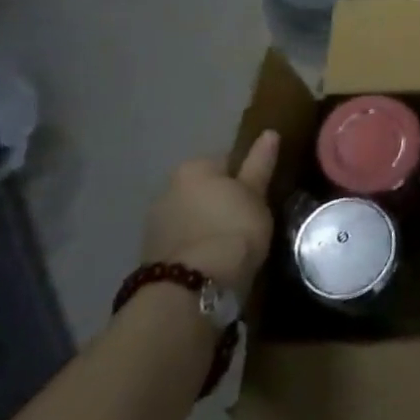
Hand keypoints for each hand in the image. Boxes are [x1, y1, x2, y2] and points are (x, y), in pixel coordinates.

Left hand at [141, 131, 278, 295]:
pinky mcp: (150, 254)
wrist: (193, 286)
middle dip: (222, 202)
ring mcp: (155, 223)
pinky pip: (182, 241)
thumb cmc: (233, 229)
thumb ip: (260, 164)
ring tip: (231, 247)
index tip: (260, 199)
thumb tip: (269, 132)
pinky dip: (195, 246)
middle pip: (204, 190)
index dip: (247, 180)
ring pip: (191, 216)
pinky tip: (212, 262)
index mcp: (194, 167)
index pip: (227, 162)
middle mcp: (168, 188)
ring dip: (207, 225)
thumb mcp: (256, 195)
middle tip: (248, 222)